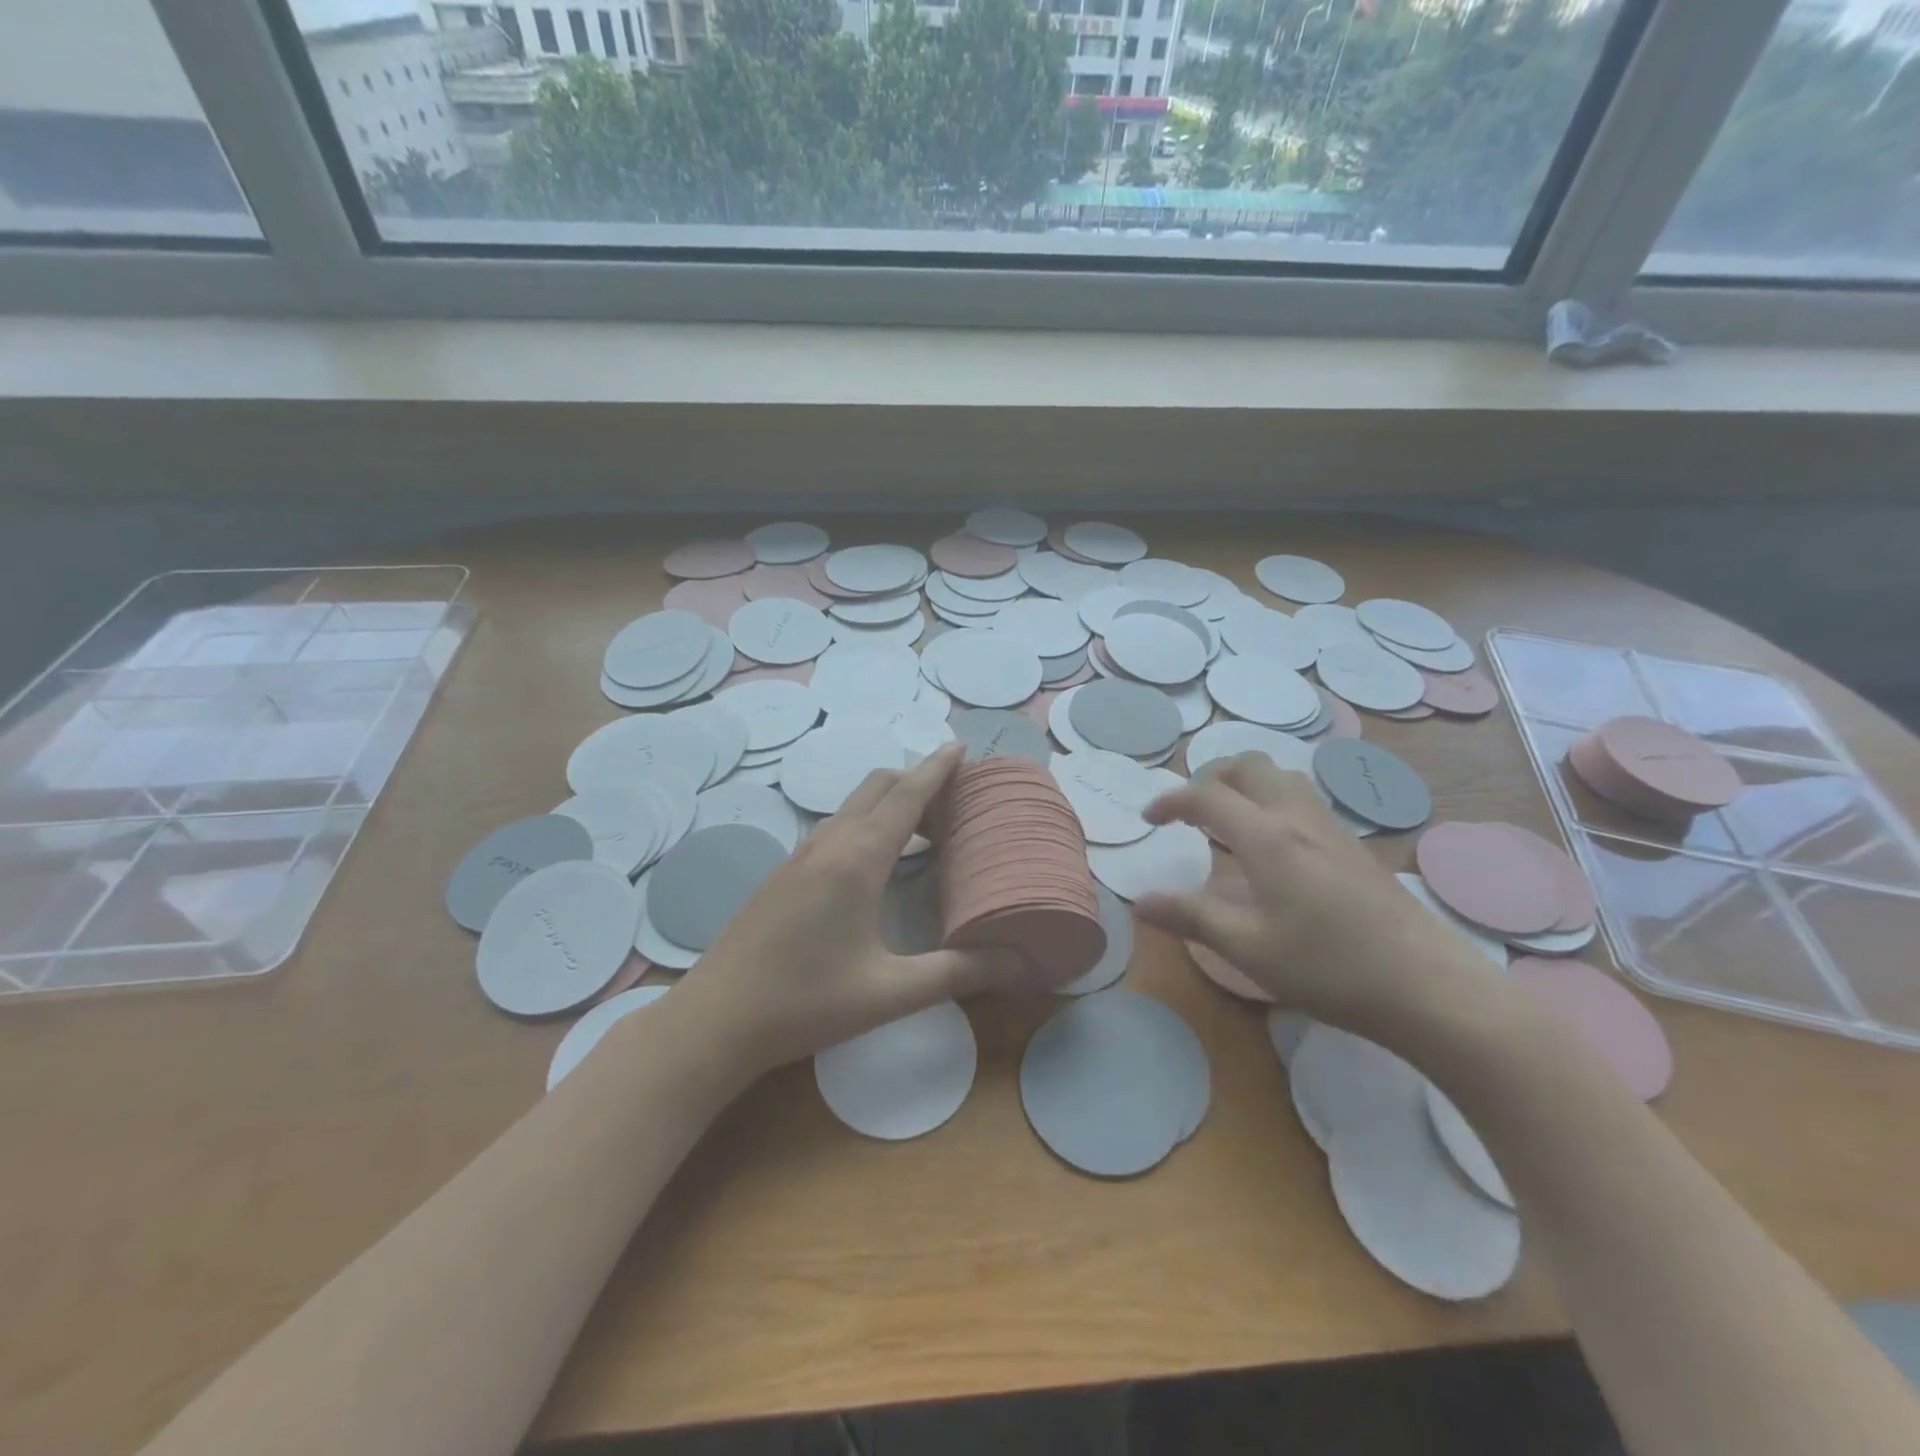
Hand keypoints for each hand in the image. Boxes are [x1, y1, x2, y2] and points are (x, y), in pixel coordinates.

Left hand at [676, 743, 1010, 1077]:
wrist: (714, 1021)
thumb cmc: (805, 1003)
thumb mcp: (889, 993)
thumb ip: (955, 974)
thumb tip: (1016, 964)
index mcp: (857, 860)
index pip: (906, 795)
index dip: (936, 768)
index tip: (961, 746)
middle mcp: (827, 844)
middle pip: (876, 787)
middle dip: (916, 780)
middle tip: (954, 800)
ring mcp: (798, 856)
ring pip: (852, 806)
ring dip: (890, 803)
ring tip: (924, 829)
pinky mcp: (783, 874)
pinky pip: (834, 828)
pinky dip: (866, 823)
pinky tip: (875, 863)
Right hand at [1133, 753, 1503, 1044]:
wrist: (1429, 987)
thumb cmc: (1330, 967)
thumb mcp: (1248, 948)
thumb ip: (1190, 917)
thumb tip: (1138, 901)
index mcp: (1267, 837)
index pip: (1207, 795)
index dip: (1171, 800)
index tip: (1148, 819)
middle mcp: (1298, 818)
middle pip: (1249, 766)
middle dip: (1210, 776)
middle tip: (1190, 810)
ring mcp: (1332, 829)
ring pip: (1281, 778)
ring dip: (1245, 784)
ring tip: (1227, 820)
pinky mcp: (1354, 847)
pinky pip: (1303, 800)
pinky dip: (1271, 801)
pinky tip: (1272, 847)